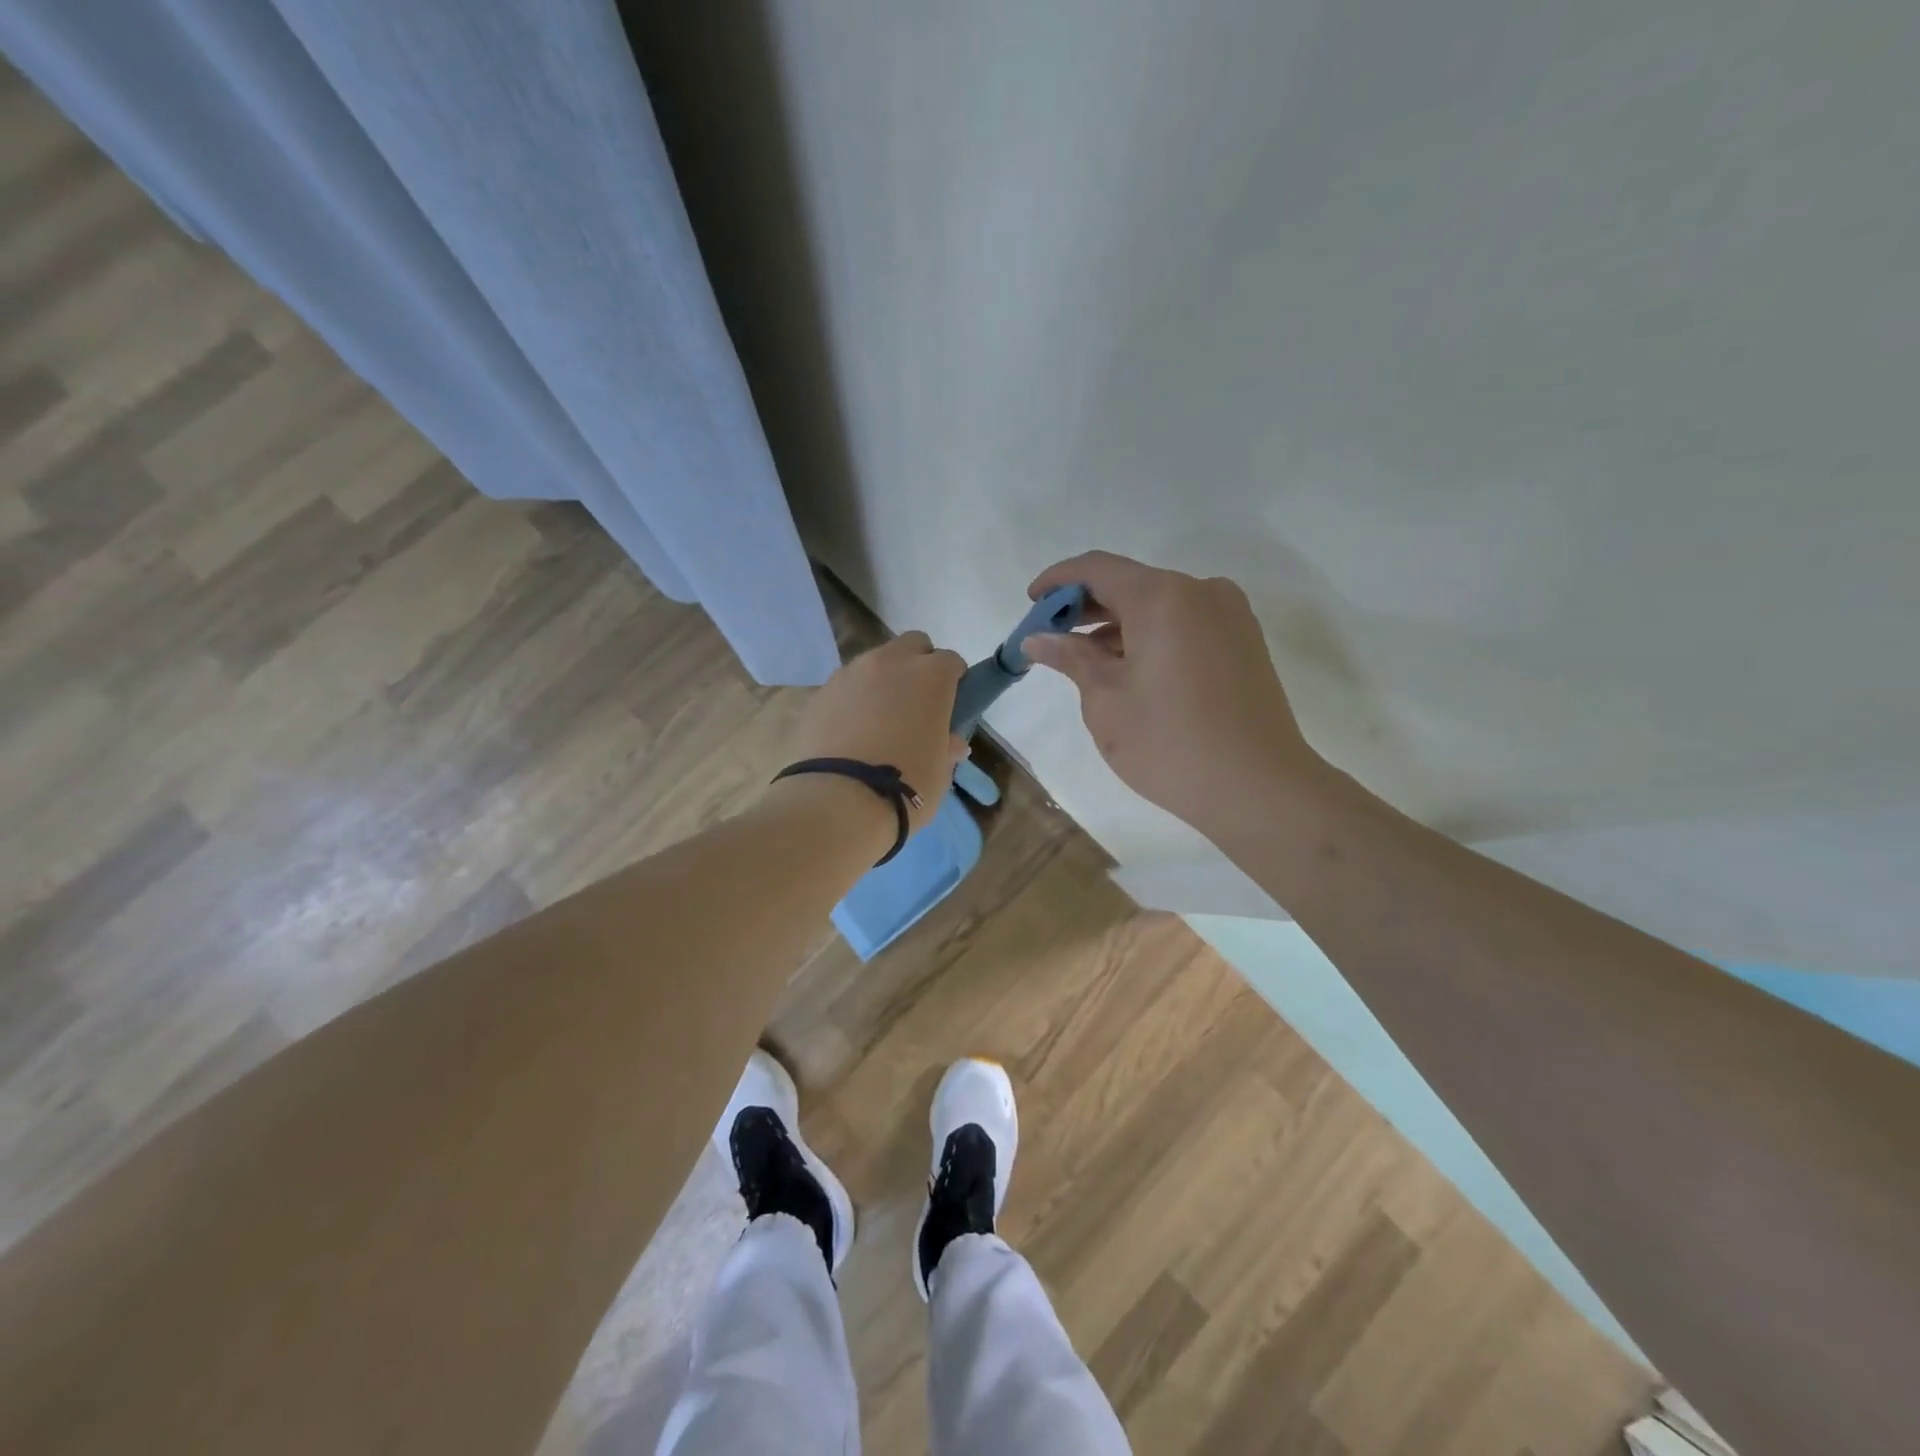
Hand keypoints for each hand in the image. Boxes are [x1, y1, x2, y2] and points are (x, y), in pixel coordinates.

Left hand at [780, 632, 968, 838]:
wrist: (839, 802)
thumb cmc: (907, 785)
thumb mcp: (940, 770)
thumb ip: (946, 746)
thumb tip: (951, 742)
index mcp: (930, 676)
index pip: (950, 662)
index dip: (954, 681)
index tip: (951, 706)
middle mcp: (890, 662)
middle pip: (912, 645)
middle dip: (919, 665)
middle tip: (917, 704)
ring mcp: (850, 674)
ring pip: (874, 662)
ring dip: (883, 681)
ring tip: (880, 721)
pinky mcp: (820, 693)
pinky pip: (845, 687)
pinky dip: (853, 700)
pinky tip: (851, 732)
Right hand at [1023, 552, 1327, 837]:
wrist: (1258, 788)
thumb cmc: (1169, 743)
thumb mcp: (1106, 701)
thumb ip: (1071, 659)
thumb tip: (1038, 639)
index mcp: (1163, 596)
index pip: (1098, 568)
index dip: (1058, 581)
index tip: (1031, 603)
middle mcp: (1201, 592)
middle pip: (1131, 583)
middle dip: (1086, 607)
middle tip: (1051, 638)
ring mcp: (1229, 616)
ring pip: (1159, 605)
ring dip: (1118, 624)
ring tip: (1084, 659)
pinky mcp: (1244, 642)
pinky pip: (1185, 624)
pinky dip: (1150, 636)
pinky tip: (1127, 668)